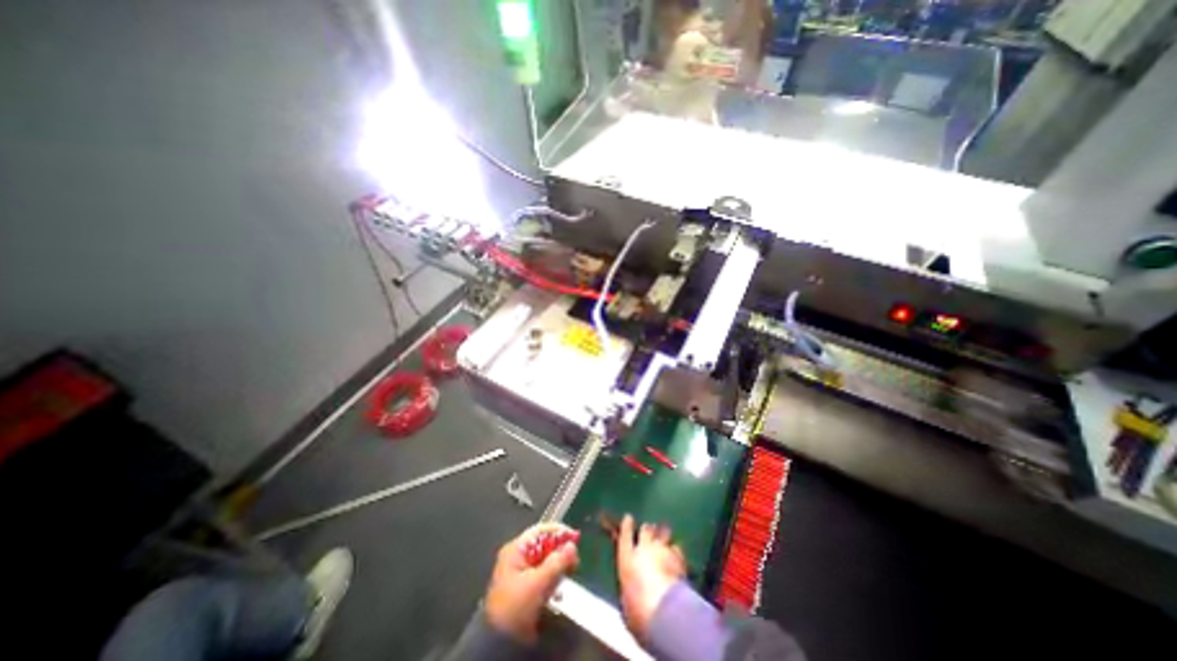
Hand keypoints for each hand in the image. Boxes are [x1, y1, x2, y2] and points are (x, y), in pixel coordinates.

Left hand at [484, 525, 580, 643]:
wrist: (498, 643)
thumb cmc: (516, 607)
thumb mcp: (538, 583)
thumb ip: (557, 562)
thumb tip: (572, 545)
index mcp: (516, 550)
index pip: (540, 532)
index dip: (558, 531)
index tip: (575, 537)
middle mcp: (518, 557)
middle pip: (544, 545)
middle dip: (560, 550)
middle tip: (575, 559)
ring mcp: (520, 573)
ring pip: (545, 560)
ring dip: (558, 565)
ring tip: (571, 571)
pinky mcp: (525, 588)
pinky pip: (543, 575)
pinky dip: (553, 577)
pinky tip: (560, 586)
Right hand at [617, 517, 692, 640]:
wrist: (665, 613)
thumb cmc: (638, 612)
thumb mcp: (626, 602)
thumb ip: (627, 589)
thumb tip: (628, 593)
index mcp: (626, 556)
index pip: (625, 532)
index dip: (627, 524)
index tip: (628, 518)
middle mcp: (644, 547)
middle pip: (646, 529)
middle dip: (648, 529)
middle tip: (650, 531)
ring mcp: (663, 550)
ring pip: (663, 532)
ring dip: (663, 534)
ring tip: (664, 537)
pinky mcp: (679, 557)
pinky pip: (677, 548)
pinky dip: (676, 550)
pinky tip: (677, 556)